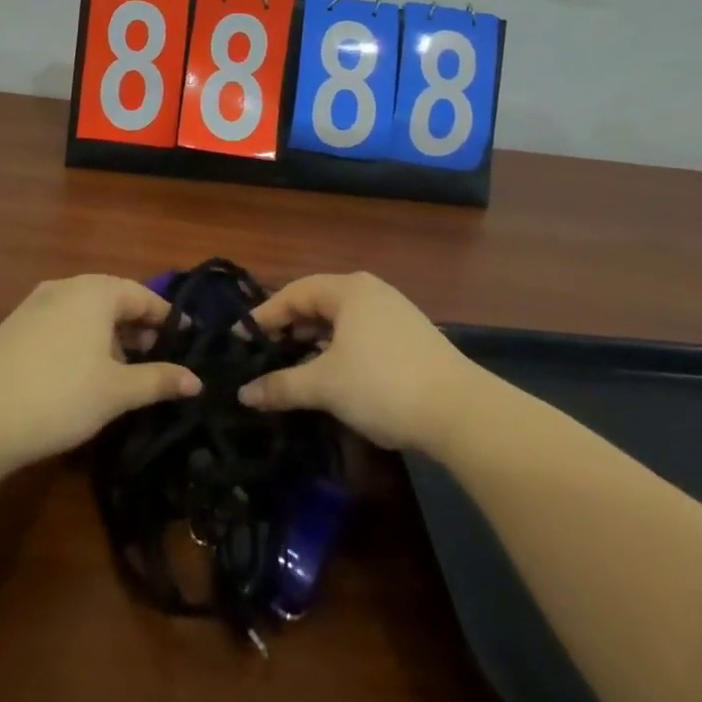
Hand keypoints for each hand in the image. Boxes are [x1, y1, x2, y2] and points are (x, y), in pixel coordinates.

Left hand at [0, 275, 200, 471]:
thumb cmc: (60, 396)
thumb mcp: (117, 391)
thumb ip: (159, 380)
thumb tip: (197, 381)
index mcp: (96, 291)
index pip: (143, 296)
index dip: (167, 319)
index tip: (186, 340)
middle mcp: (66, 286)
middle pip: (114, 300)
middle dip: (138, 328)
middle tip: (157, 358)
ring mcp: (35, 304)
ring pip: (86, 313)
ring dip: (109, 336)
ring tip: (123, 371)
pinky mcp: (14, 326)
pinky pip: (61, 323)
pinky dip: (81, 340)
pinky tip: (82, 373)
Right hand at [237, 272, 472, 452]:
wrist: (459, 411)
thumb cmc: (382, 385)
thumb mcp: (324, 386)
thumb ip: (281, 385)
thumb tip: (243, 393)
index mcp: (348, 290)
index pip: (294, 293)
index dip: (264, 315)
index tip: (241, 339)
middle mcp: (371, 292)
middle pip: (318, 303)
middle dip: (289, 327)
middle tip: (263, 352)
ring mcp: (394, 313)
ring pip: (341, 321)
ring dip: (314, 341)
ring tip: (292, 365)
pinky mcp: (410, 337)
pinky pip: (361, 334)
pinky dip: (338, 349)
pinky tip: (332, 375)